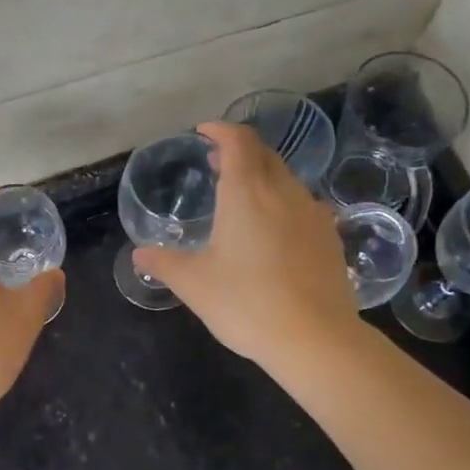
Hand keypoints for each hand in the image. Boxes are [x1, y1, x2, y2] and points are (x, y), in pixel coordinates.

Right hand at [134, 123, 360, 365]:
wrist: (316, 339)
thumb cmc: (247, 303)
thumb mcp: (194, 284)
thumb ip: (164, 263)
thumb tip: (139, 255)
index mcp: (247, 192)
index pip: (238, 141)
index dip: (221, 130)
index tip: (204, 132)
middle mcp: (283, 192)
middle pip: (264, 154)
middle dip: (239, 151)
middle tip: (216, 163)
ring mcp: (313, 213)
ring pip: (286, 179)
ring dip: (262, 176)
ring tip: (242, 196)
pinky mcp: (330, 237)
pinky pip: (303, 204)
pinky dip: (282, 201)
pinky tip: (274, 229)